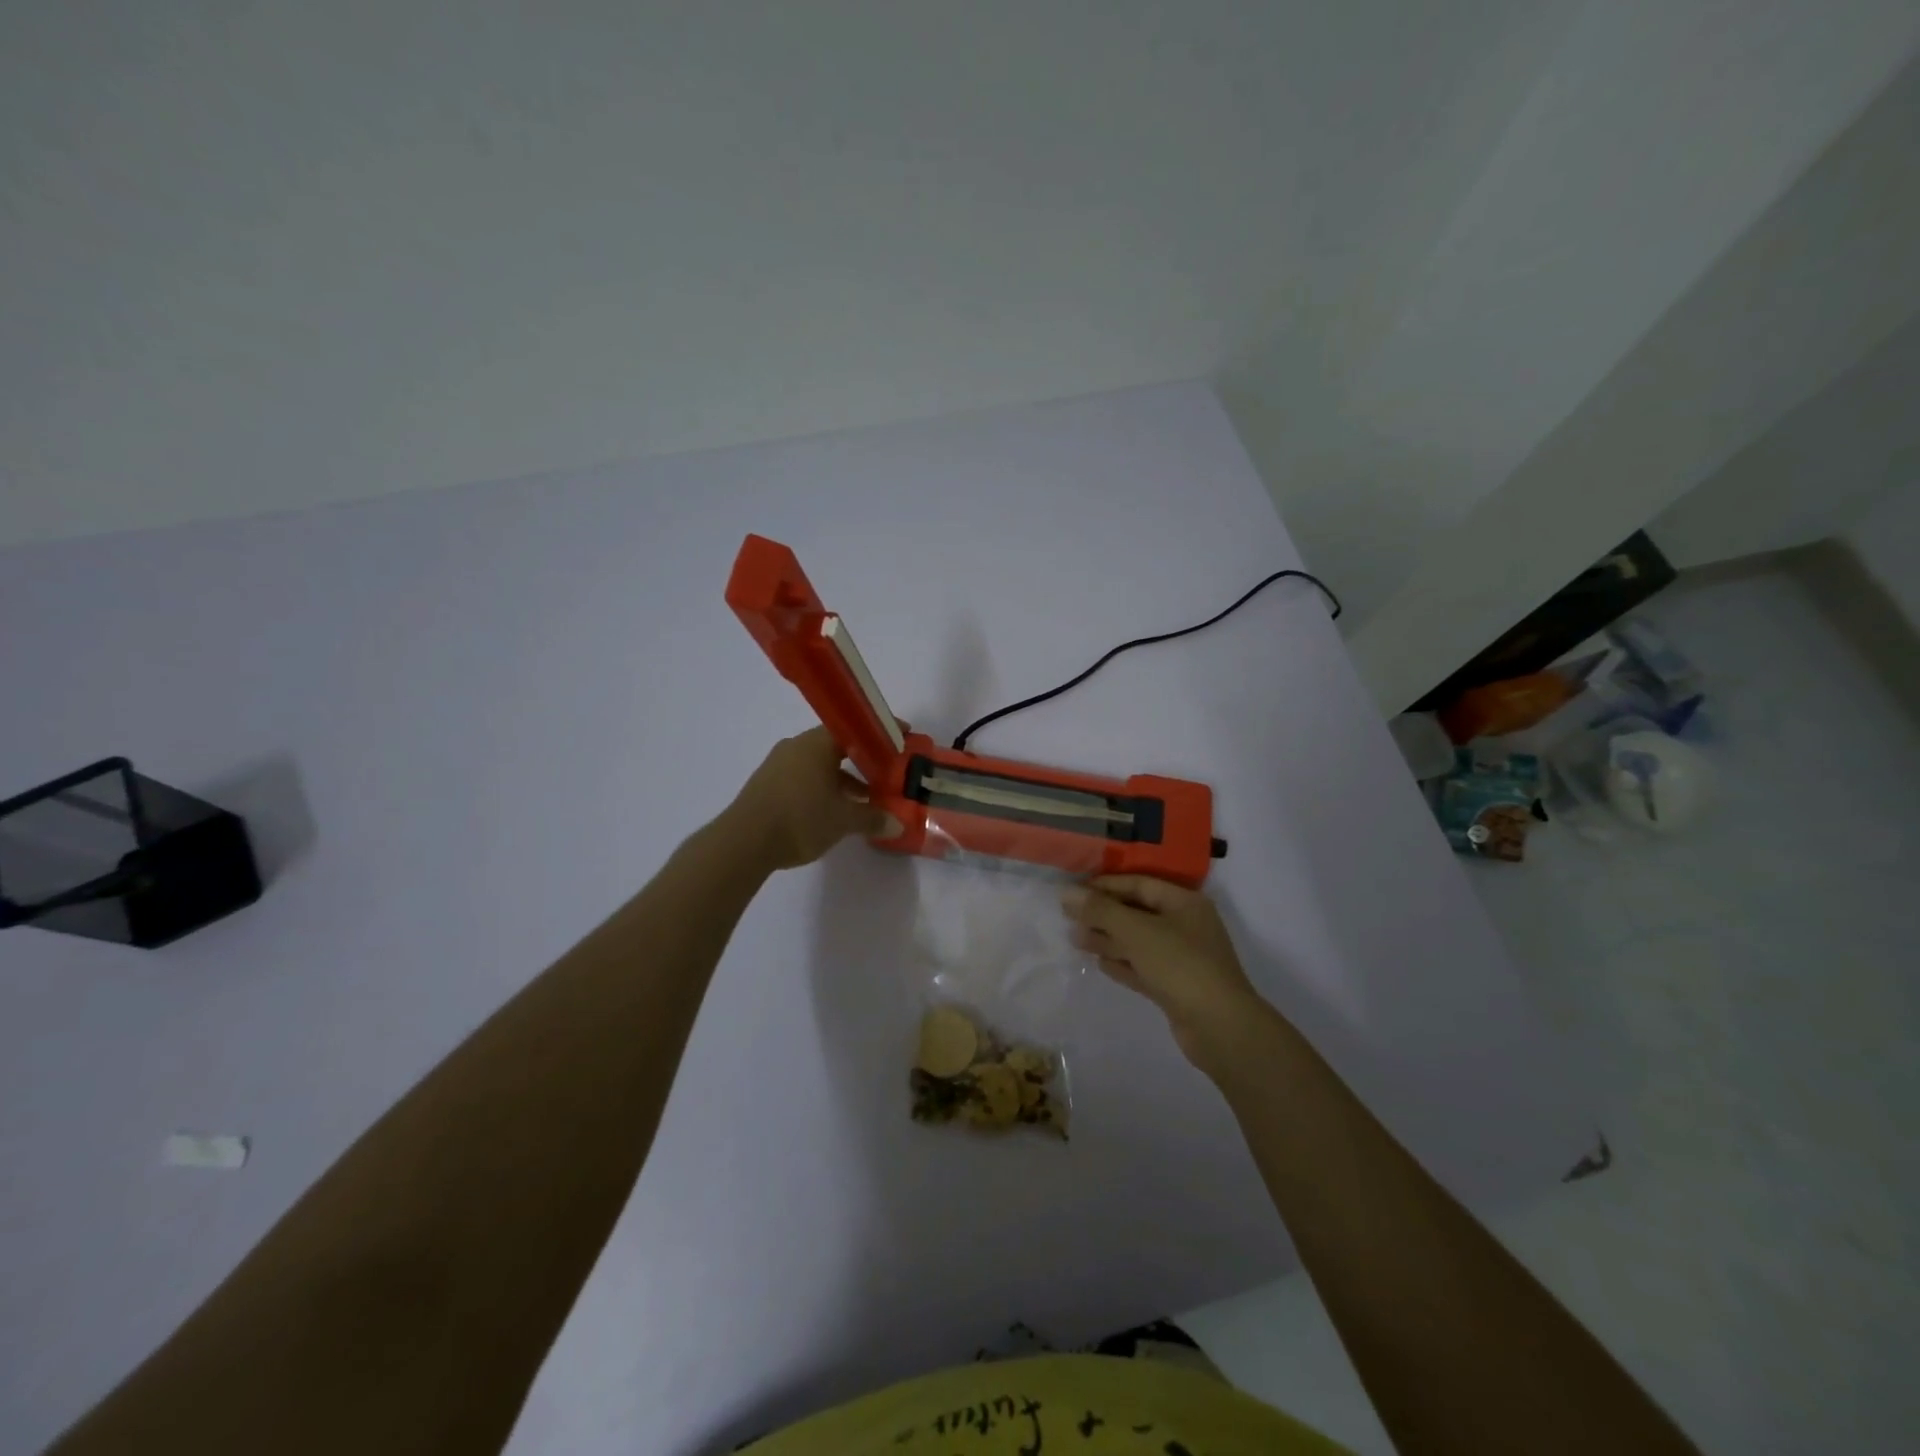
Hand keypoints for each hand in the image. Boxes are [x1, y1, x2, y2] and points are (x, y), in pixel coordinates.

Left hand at [725, 727, 902, 871]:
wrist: (743, 842)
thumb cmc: (800, 819)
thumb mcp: (843, 820)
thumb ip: (872, 818)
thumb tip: (898, 824)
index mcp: (816, 744)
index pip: (853, 727)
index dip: (878, 734)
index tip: (901, 738)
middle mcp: (796, 747)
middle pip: (836, 746)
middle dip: (862, 761)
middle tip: (885, 774)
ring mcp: (778, 765)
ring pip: (819, 765)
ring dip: (842, 779)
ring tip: (863, 801)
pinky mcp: (766, 785)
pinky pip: (803, 779)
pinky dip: (822, 789)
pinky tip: (832, 812)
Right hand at [1062, 875, 1270, 1069]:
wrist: (1220, 1028)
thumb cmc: (1180, 965)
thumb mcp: (1137, 931)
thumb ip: (1101, 910)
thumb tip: (1066, 892)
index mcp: (1184, 903)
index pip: (1139, 884)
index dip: (1105, 886)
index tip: (1073, 892)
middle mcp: (1185, 926)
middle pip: (1137, 912)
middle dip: (1103, 915)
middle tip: (1069, 918)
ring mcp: (1182, 958)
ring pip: (1138, 942)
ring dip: (1108, 939)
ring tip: (1075, 940)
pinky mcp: (1176, 987)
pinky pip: (1143, 967)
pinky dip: (1122, 963)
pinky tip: (1100, 963)